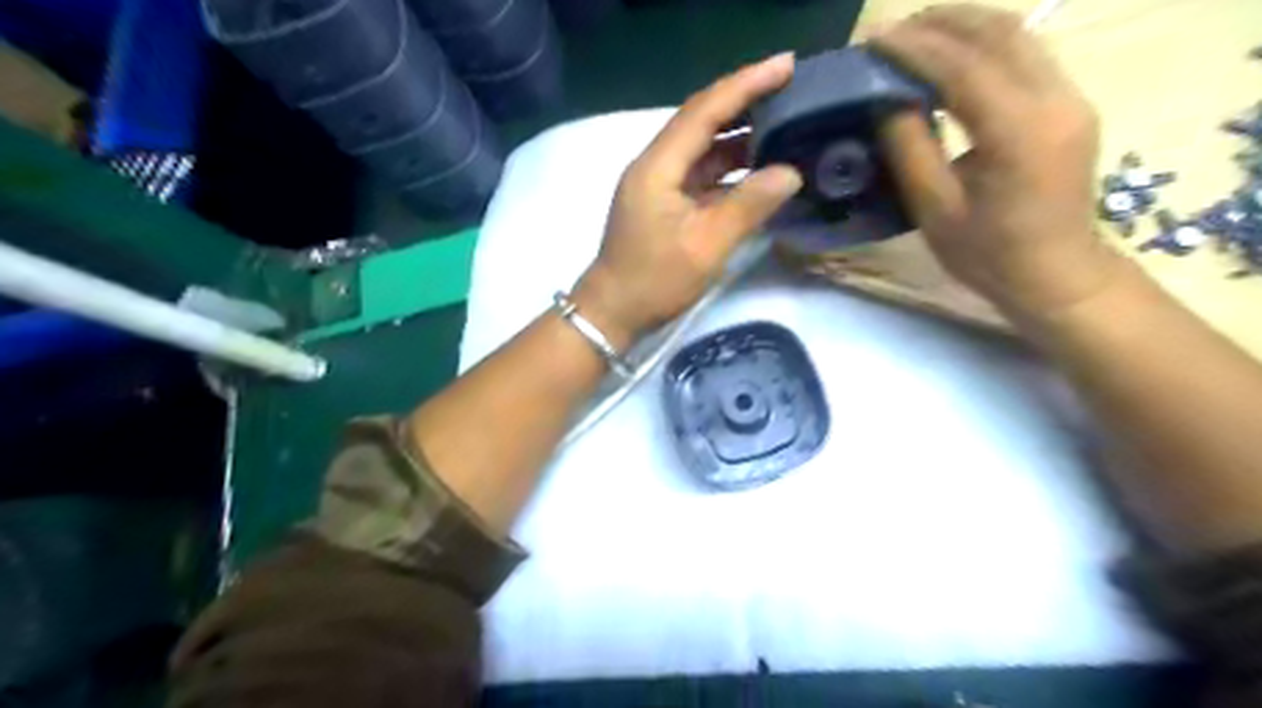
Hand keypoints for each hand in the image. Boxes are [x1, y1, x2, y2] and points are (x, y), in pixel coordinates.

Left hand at [575, 52, 801, 341]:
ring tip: (782, 125)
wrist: (612, 312)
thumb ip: (748, 205)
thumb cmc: (654, 281)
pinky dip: (728, 167)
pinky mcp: (663, 203)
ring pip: (701, 147)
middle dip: (744, 101)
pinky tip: (756, 169)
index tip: (787, 65)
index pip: (704, 111)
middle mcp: (655, 165)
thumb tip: (790, 172)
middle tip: (790, 88)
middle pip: (701, 120)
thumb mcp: (706, 246)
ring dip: (738, 136)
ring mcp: (657, 184)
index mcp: (658, 167)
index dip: (746, 85)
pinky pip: (699, 173)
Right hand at [875, 3, 1118, 320]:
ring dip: (966, 26)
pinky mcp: (1071, 104)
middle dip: (942, 22)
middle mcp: (1055, 99)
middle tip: (893, 29)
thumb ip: (911, 149)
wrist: (1057, 275)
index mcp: (1018, 131)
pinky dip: (986, 44)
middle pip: (999, 33)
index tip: (874, 40)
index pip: (962, 67)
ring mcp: (1071, 97)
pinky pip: (1028, 55)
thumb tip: (887, 101)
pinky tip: (956, 54)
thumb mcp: (935, 209)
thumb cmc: (989, 254)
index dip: (915, 48)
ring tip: (919, 32)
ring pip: (1019, 36)